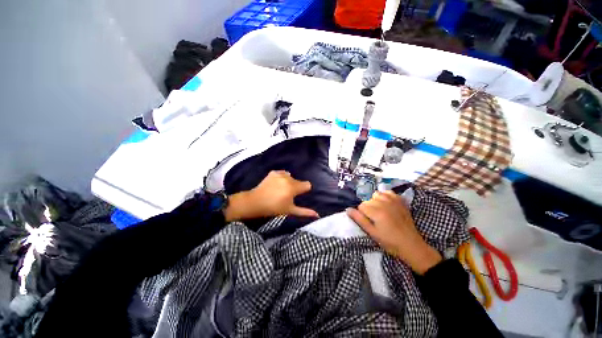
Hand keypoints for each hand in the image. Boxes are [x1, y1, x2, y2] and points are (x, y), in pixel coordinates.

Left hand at [224, 170, 318, 221]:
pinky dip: (282, 178)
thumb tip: (317, 215)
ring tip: (281, 189)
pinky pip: (283, 173)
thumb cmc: (274, 208)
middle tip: (287, 195)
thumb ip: (304, 212)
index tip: (298, 195)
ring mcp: (280, 174)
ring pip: (291, 177)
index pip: (307, 185)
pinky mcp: (273, 172)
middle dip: (295, 187)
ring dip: (289, 182)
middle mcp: (288, 178)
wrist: (255, 202)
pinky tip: (276, 184)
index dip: (304, 190)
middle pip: (298, 181)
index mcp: (293, 188)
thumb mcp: (290, 210)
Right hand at [346, 190, 441, 274]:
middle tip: (374, 219)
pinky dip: (385, 196)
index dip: (362, 214)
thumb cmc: (389, 242)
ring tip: (380, 210)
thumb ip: (359, 220)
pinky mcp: (400, 201)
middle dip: (368, 208)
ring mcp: (393, 201)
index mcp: (376, 212)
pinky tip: (386, 204)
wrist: (411, 245)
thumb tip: (348, 209)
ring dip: (375, 201)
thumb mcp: (372, 233)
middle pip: (368, 200)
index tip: (368, 221)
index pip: (361, 206)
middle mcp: (384, 203)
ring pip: (376, 194)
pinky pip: (388, 192)